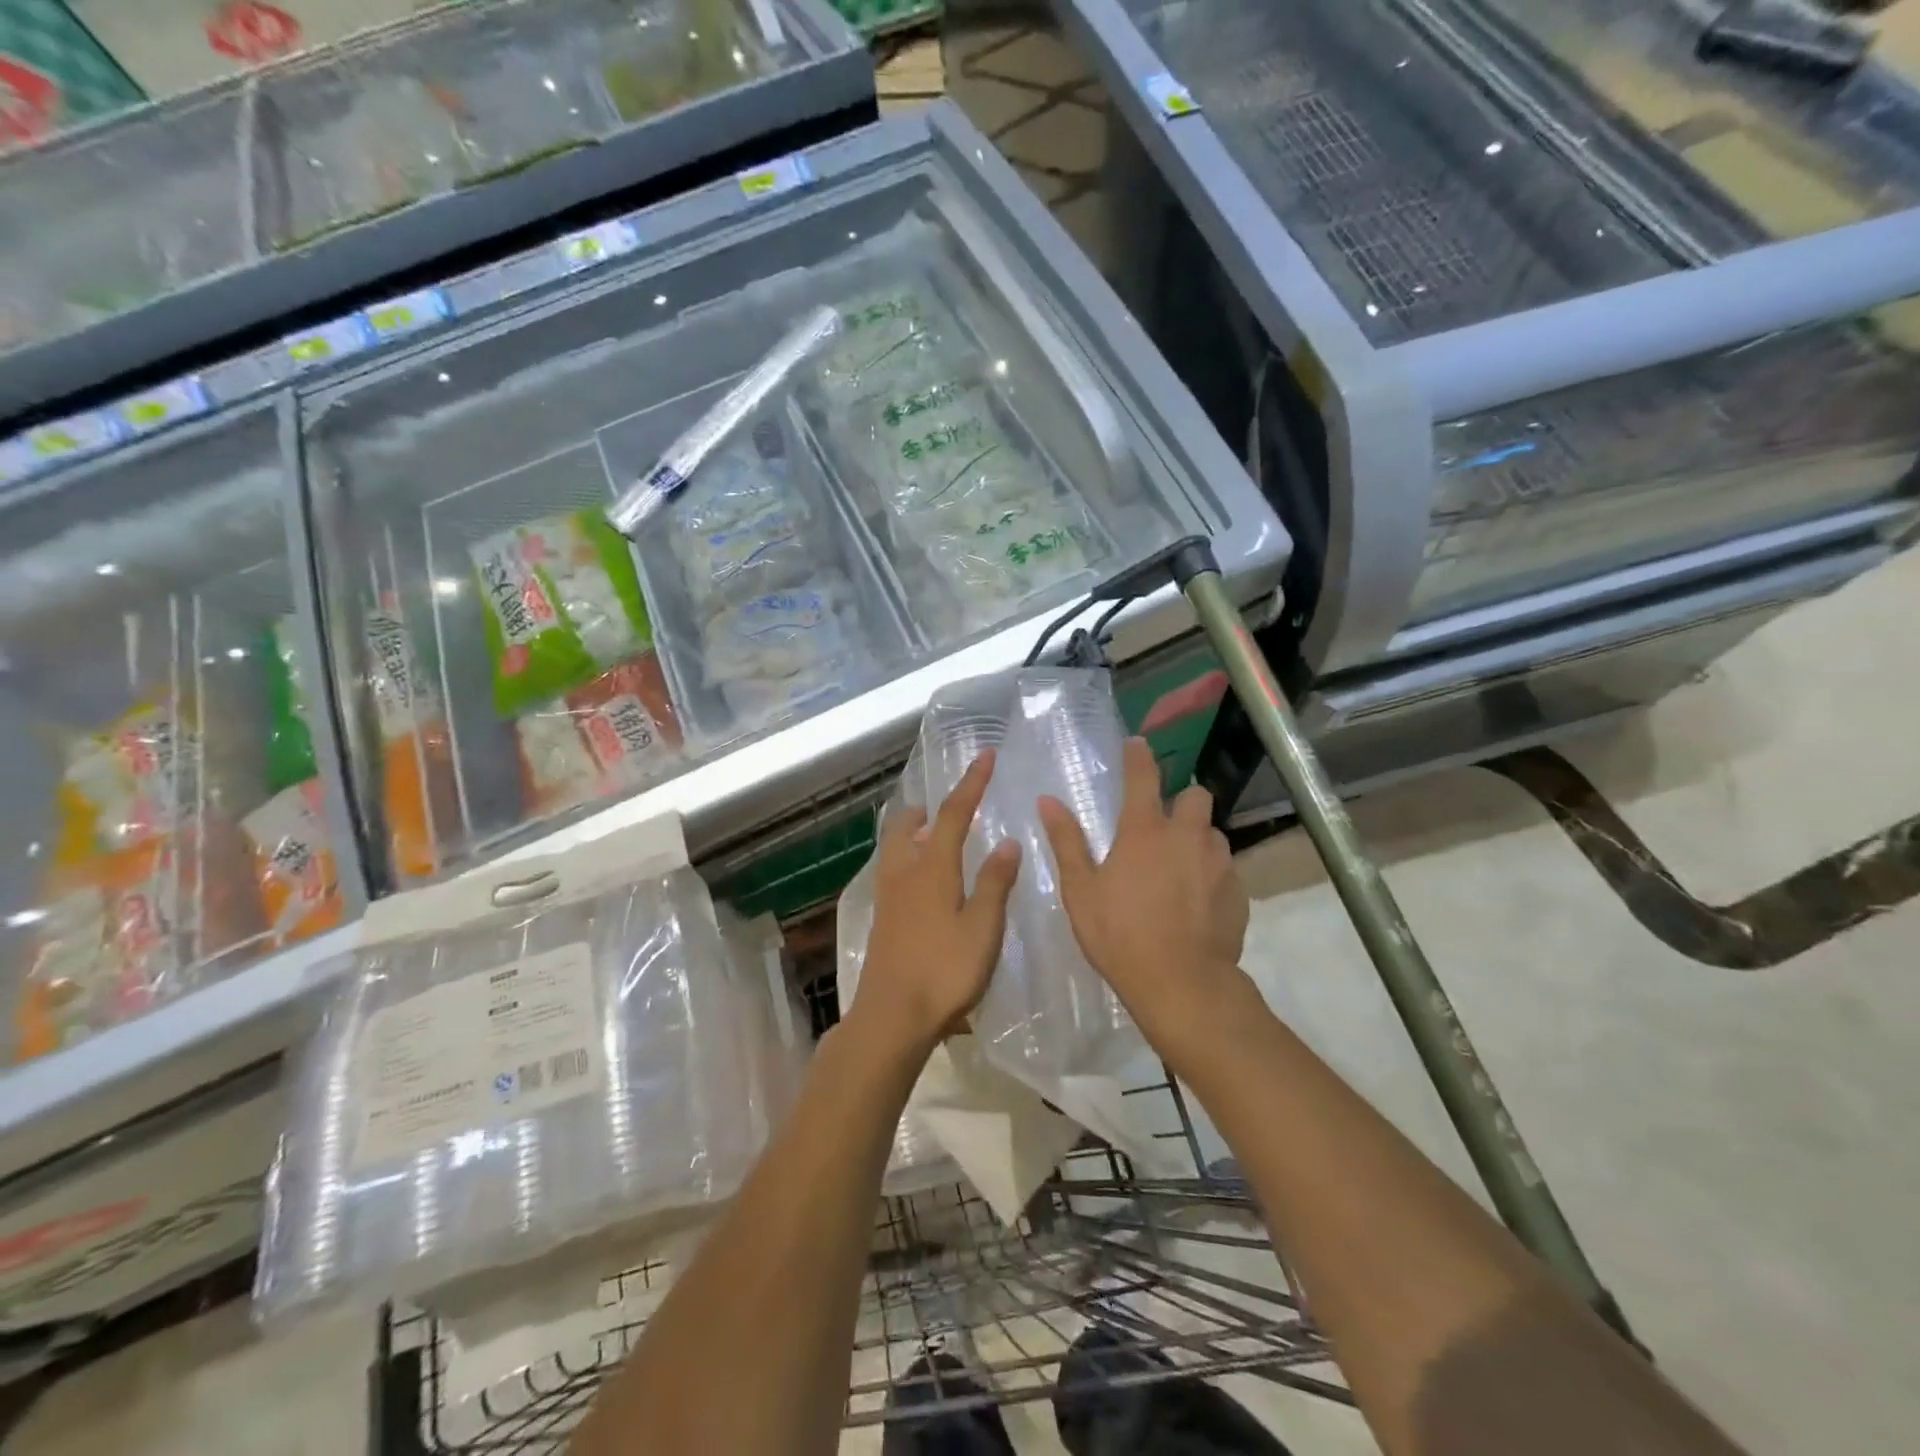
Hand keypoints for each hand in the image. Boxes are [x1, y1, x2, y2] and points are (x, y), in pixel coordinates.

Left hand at [855, 751, 1021, 1049]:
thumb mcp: (983, 928)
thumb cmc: (944, 971)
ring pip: (895, 848)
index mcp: (932, 868)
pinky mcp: (882, 919)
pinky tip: (923, 881)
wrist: (891, 1017)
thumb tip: (1007, 841)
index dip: (972, 783)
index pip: (955, 813)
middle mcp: (904, 873)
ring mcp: (888, 897)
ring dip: (913, 832)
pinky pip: (892, 870)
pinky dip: (908, 858)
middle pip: (908, 825)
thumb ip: (995, 882)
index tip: (985, 756)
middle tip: (948, 806)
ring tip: (935, 836)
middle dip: (928, 808)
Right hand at [1040, 737, 1248, 1049]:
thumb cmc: (1120, 934)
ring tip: (1180, 869)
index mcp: (1145, 830)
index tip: (1137, 744)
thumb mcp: (1081, 890)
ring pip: (1213, 833)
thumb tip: (1048, 801)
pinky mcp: (1239, 891)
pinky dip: (1212, 875)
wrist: (1182, 985)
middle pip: (1196, 795)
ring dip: (1198, 840)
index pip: (1143, 776)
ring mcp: (1219, 863)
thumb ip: (1067, 841)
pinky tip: (1197, 902)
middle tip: (1164, 826)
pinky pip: (1226, 868)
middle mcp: (1187, 836)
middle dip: (1182, 801)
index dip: (1138, 756)